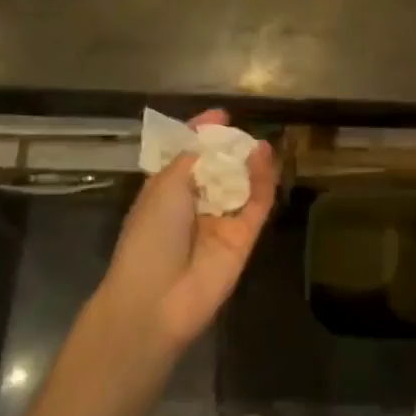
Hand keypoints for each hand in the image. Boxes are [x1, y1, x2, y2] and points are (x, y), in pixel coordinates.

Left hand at [96, 110, 277, 352]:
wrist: (156, 300)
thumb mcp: (164, 186)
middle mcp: (194, 205)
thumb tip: (207, 133)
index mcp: (166, 192)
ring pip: (241, 186)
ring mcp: (220, 223)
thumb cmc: (149, 235)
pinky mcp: (243, 239)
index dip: (202, 136)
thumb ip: (191, 158)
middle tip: (243, 130)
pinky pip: (256, 205)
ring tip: (259, 141)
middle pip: (218, 170)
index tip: (220, 116)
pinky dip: (263, 181)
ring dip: (249, 163)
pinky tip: (266, 156)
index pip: (187, 157)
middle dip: (229, 149)